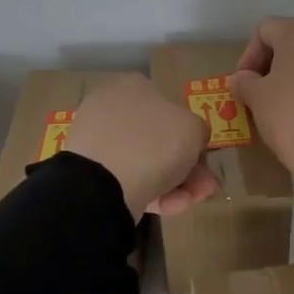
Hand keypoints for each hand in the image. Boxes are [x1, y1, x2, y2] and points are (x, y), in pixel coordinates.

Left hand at [65, 75, 216, 216]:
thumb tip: (192, 138)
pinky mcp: (90, 173)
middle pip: (158, 139)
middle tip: (203, 186)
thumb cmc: (155, 142)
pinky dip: (152, 193)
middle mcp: (112, 109)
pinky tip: (171, 207)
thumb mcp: (194, 128)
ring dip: (175, 184)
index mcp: (133, 86)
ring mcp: (98, 142)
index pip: (167, 106)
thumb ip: (198, 131)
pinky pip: (128, 180)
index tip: (201, 156)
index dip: (189, 133)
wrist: (105, 182)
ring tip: (191, 201)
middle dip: (186, 166)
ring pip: (145, 163)